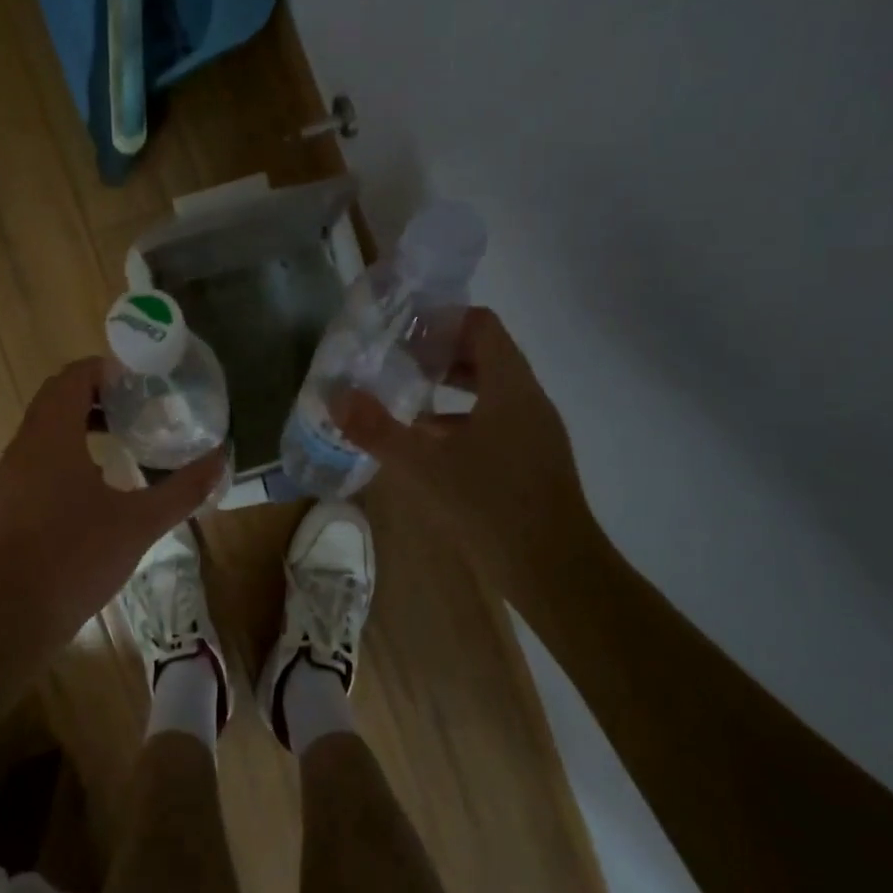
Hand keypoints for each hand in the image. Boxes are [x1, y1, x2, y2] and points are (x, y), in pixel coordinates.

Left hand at [0, 358, 226, 634]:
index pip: (72, 377)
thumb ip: (183, 488)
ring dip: (79, 422)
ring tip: (122, 438)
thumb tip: (221, 458)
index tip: (140, 380)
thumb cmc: (76, 558)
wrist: (11, 617)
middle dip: (96, 394)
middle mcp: (24, 445)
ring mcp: (8, 475)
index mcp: (52, 436)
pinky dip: (64, 451)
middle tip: (138, 405)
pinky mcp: (4, 502)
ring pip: (43, 428)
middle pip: (56, 397)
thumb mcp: (140, 523)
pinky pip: (35, 456)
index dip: (105, 370)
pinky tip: (95, 483)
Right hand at [335, 308, 601, 591]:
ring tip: (403, 396)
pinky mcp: (531, 461)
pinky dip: (459, 421)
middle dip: (438, 353)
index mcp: (510, 387)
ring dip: (447, 388)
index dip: (442, 319)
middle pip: (484, 355)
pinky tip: (426, 444)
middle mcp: (527, 400)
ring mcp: (533, 432)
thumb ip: (377, 430)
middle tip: (393, 359)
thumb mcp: (424, 467)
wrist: (556, 573)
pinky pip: (493, 422)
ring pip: (488, 391)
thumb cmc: (492, 507)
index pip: (482, 325)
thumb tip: (336, 397)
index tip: (403, 330)